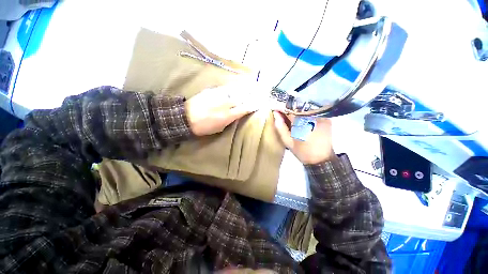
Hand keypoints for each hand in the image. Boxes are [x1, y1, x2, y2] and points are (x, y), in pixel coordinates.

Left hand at [185, 85, 257, 135]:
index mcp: (228, 116)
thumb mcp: (219, 128)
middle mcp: (226, 104)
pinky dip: (235, 85)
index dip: (254, 104)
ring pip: (236, 90)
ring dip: (246, 87)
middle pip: (242, 97)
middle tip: (261, 90)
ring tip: (254, 84)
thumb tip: (238, 113)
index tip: (261, 102)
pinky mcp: (212, 90)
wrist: (185, 117)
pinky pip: (227, 87)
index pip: (245, 108)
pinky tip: (239, 83)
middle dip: (253, 93)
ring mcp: (219, 95)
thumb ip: (230, 119)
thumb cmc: (204, 127)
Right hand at [273, 111, 334, 164]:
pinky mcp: (327, 119)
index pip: (290, 109)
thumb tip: (275, 114)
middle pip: (298, 106)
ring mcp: (321, 117)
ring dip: (297, 110)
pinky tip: (301, 117)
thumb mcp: (288, 141)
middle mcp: (313, 117)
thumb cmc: (302, 151)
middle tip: (282, 112)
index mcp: (302, 123)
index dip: (282, 108)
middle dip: (289, 108)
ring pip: (306, 107)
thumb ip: (281, 127)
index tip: (276, 109)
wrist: (321, 159)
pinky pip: (314, 111)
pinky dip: (306, 112)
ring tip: (291, 115)